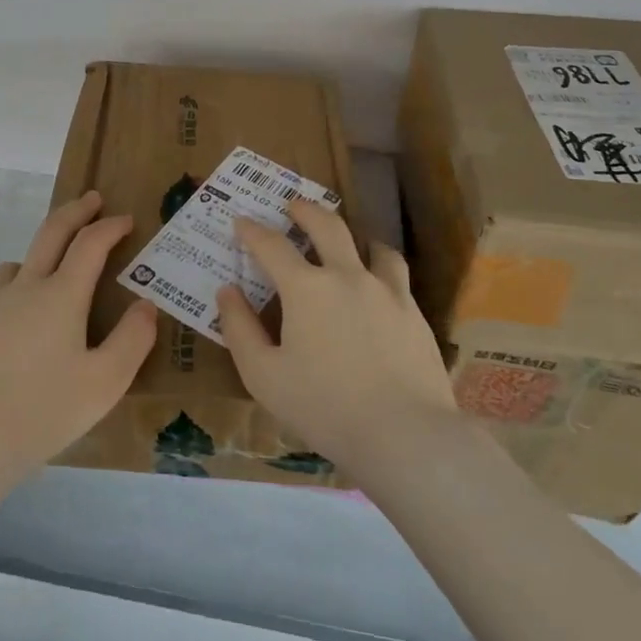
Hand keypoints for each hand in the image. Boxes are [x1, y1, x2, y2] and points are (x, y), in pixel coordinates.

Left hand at [0, 191, 156, 490]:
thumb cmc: (44, 411)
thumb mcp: (105, 383)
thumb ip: (133, 340)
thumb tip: (146, 305)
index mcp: (61, 295)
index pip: (90, 243)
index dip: (110, 226)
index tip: (126, 219)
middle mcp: (24, 287)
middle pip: (51, 233)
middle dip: (75, 211)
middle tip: (92, 200)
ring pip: (17, 264)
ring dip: (40, 255)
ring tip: (52, 272)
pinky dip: (13, 294)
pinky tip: (15, 326)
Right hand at [217, 198, 456, 476]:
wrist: (405, 435)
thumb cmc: (324, 407)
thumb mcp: (263, 376)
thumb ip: (240, 329)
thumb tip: (227, 291)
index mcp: (306, 288)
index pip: (271, 246)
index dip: (252, 231)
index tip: (241, 222)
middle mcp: (346, 276)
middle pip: (327, 225)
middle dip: (305, 210)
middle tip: (293, 205)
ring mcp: (386, 291)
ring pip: (371, 246)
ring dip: (352, 236)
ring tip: (346, 241)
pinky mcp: (414, 312)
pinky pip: (396, 274)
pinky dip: (381, 266)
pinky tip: (378, 283)